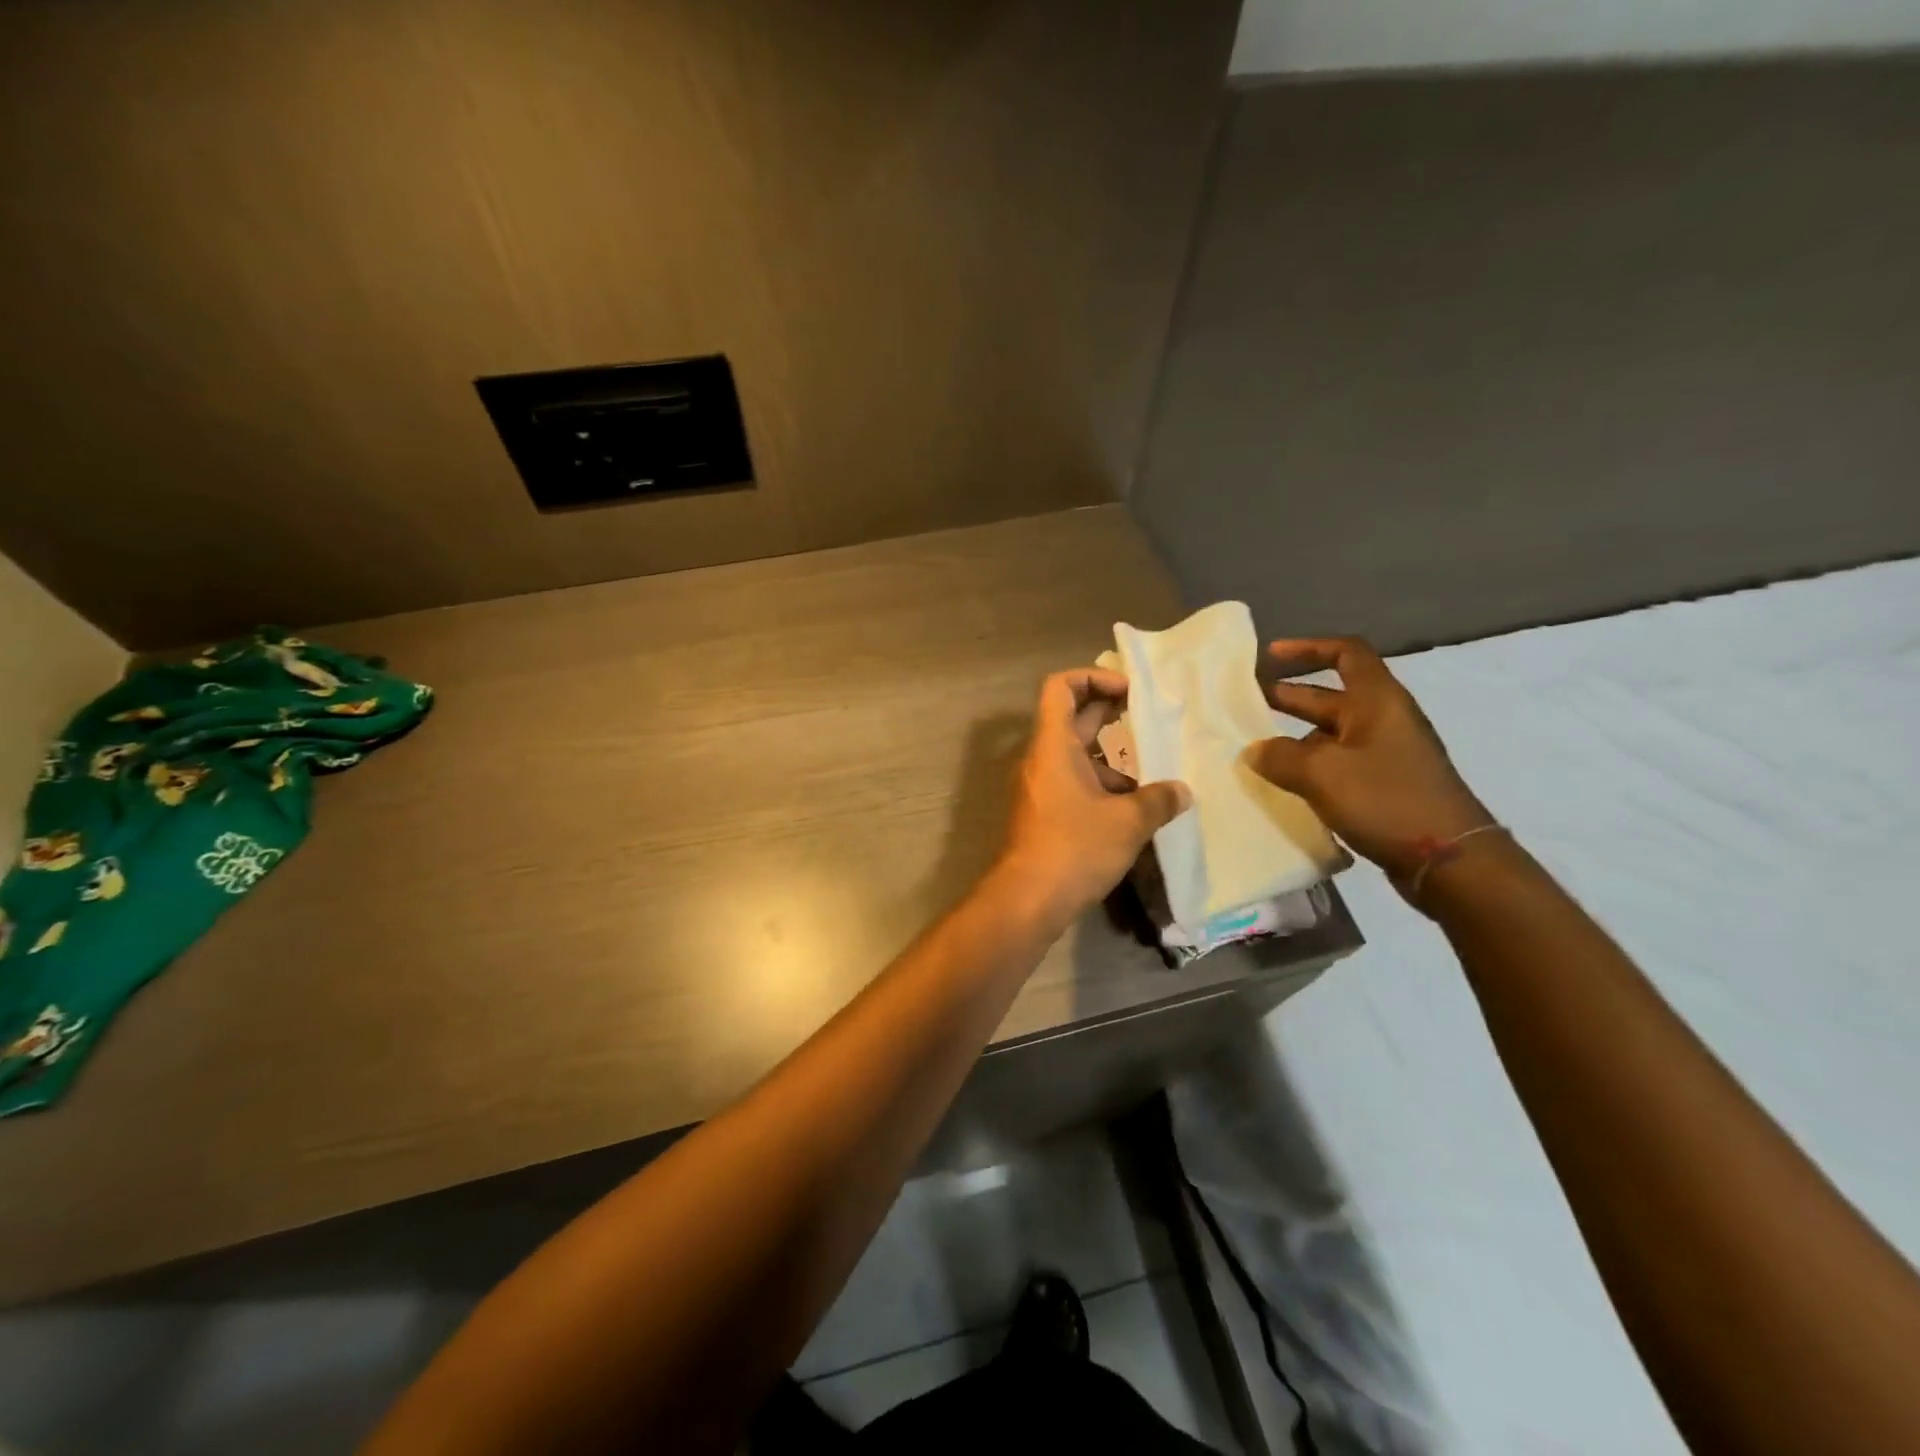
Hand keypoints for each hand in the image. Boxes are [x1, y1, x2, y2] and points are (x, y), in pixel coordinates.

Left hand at [998, 668, 1190, 917]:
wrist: (1027, 899)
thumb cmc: (1074, 848)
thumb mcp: (1127, 822)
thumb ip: (1158, 800)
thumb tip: (1182, 791)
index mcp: (1052, 744)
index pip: (1060, 687)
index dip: (1093, 677)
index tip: (1128, 691)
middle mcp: (1040, 758)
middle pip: (1071, 717)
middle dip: (1109, 713)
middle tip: (1149, 719)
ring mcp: (1038, 786)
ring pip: (1075, 755)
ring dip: (1110, 759)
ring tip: (1152, 776)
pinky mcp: (1042, 811)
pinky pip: (1071, 782)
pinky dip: (1099, 785)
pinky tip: (1132, 811)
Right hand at [1249, 638, 1492, 892]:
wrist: (1449, 860)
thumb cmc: (1386, 800)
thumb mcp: (1322, 773)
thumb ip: (1280, 756)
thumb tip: (1255, 751)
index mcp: (1377, 701)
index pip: (1345, 654)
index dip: (1307, 648)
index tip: (1270, 655)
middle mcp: (1383, 720)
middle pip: (1330, 696)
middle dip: (1288, 696)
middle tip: (1244, 705)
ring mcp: (1385, 755)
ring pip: (1330, 734)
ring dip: (1293, 737)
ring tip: (1255, 750)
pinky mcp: (1384, 786)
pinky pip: (1338, 764)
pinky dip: (1309, 766)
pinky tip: (1283, 783)